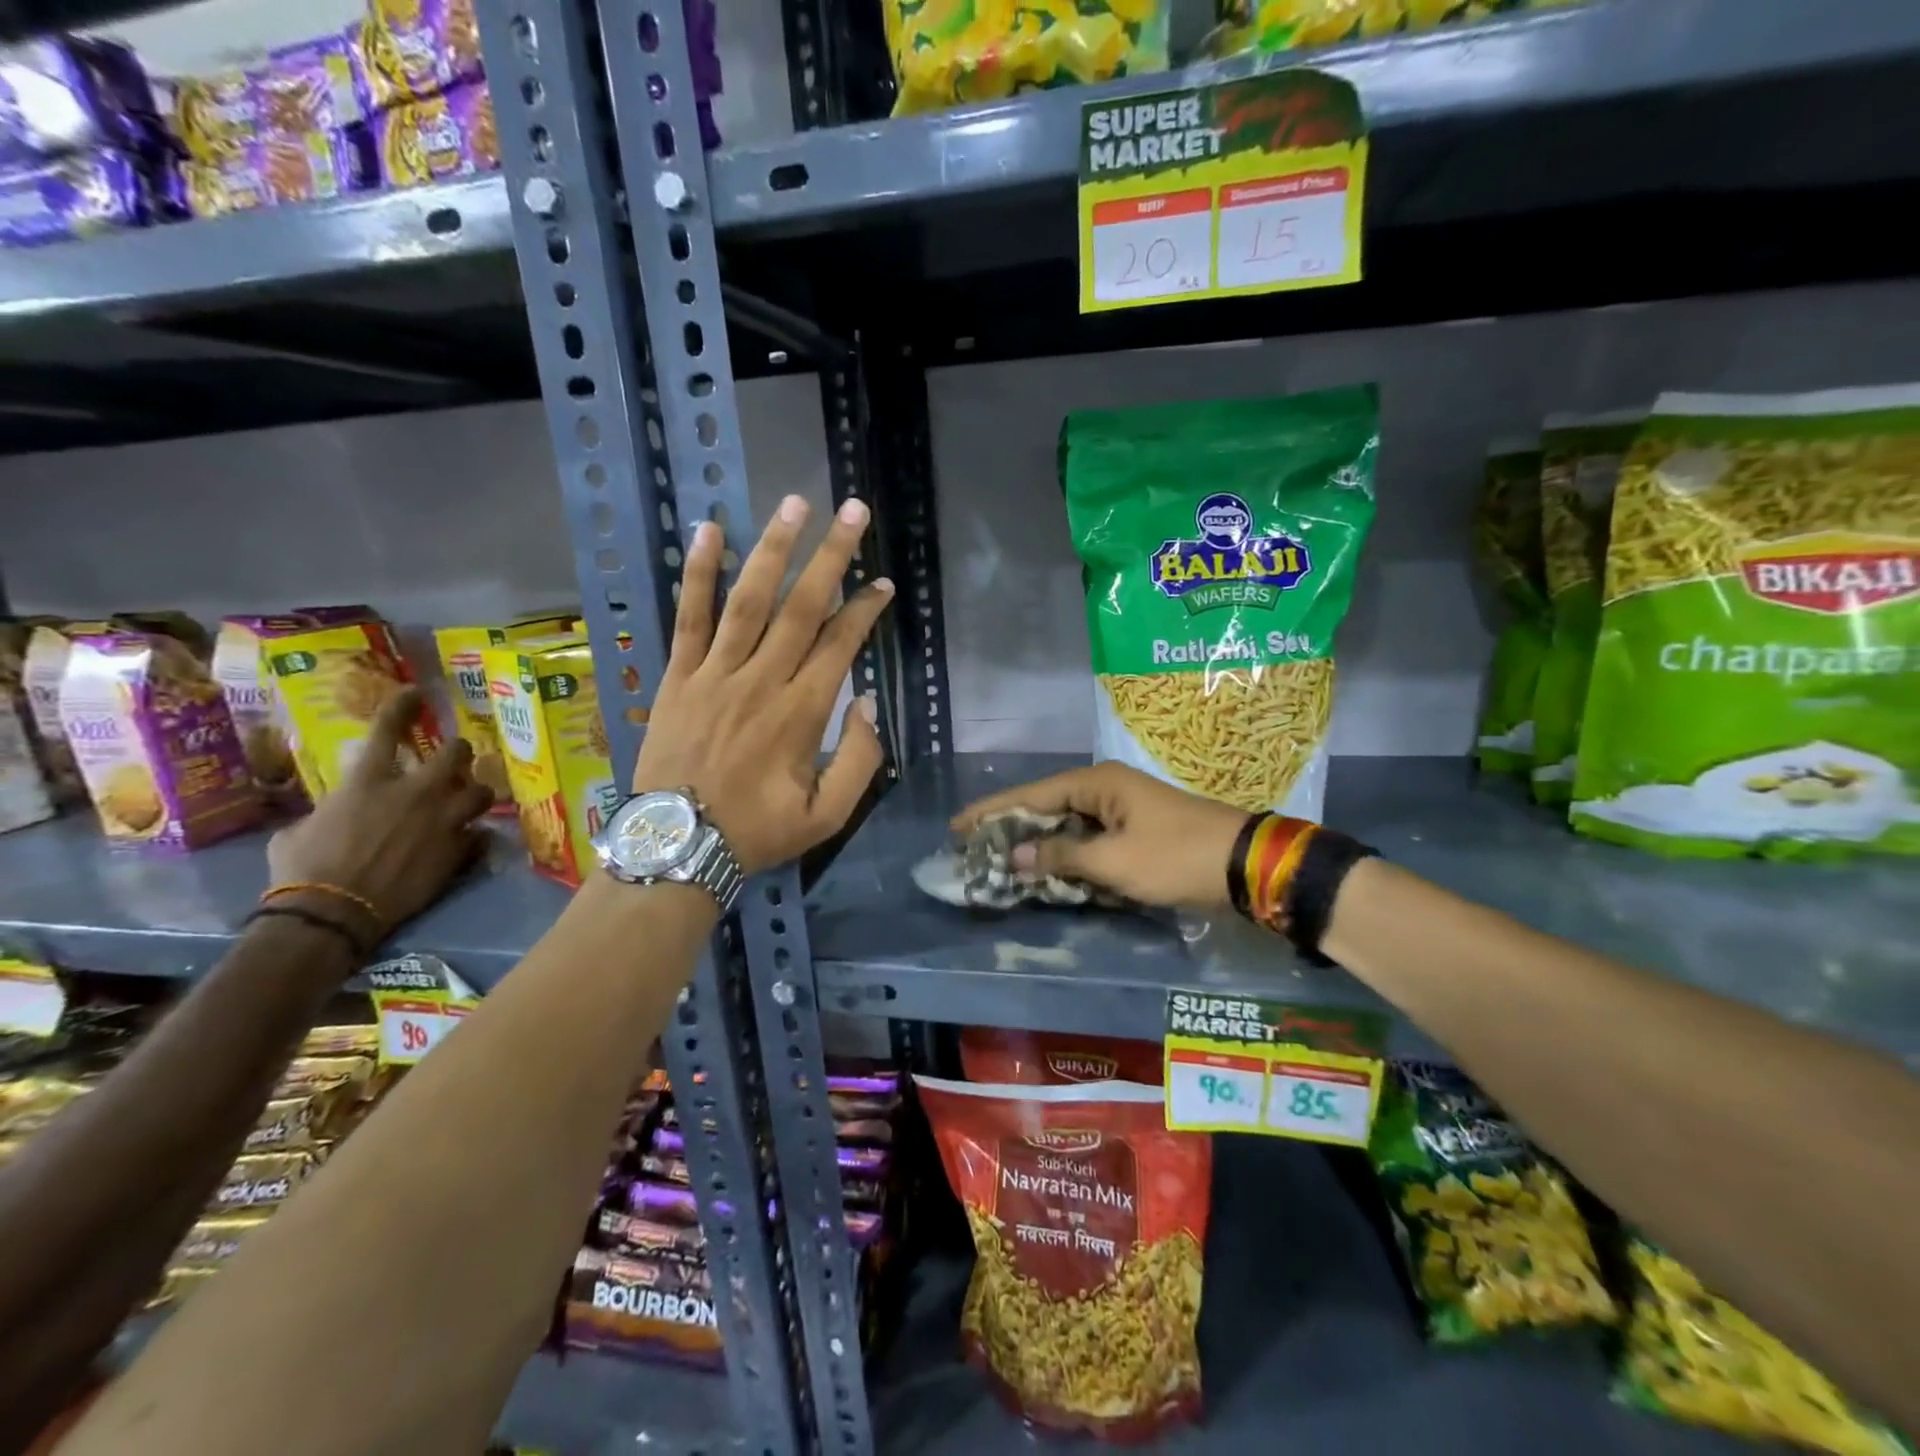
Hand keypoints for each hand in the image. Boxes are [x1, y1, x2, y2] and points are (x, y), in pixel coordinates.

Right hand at [266, 688, 493, 939]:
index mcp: (367, 782)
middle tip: (457, 759)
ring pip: (481, 791)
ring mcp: (443, 820)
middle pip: (456, 754)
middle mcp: (414, 793)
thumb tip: (335, 811)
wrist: (333, 912)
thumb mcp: (300, 830)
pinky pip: (480, 833)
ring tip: (470, 799)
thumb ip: (330, 810)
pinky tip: (469, 840)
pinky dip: (475, 835)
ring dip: (476, 793)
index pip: (388, 732)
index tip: (416, 693)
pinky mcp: (458, 849)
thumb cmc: (303, 870)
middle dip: (459, 753)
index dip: (403, 708)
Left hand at [634, 494, 893, 874]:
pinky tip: (708, 532)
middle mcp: (762, 680)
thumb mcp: (827, 816)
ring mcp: (715, 673)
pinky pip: (689, 616)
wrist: (677, 845)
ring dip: (774, 549)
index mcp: (802, 713)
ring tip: (794, 504)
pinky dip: (697, 573)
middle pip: (801, 606)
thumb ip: (860, 761)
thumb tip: (865, 705)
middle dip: (831, 555)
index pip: (840, 644)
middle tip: (853, 511)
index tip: (882, 583)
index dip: (864, 609)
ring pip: (749, 600)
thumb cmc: (757, 830)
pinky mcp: (679, 675)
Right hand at [953, 762, 1250, 911]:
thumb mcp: (1114, 861)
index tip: (957, 826)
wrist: (1246, 865)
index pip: (1031, 794)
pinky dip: (1066, 855)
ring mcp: (1122, 809)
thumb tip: (1017, 854)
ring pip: (1067, 825)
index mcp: (1097, 783)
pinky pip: (1088, 839)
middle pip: (1046, 806)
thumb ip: (1062, 856)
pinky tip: (1048, 871)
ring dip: (1039, 844)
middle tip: (974, 849)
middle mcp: (1105, 788)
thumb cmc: (1176, 857)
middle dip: (1012, 828)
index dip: (992, 811)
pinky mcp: (1135, 830)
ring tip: (1001, 862)